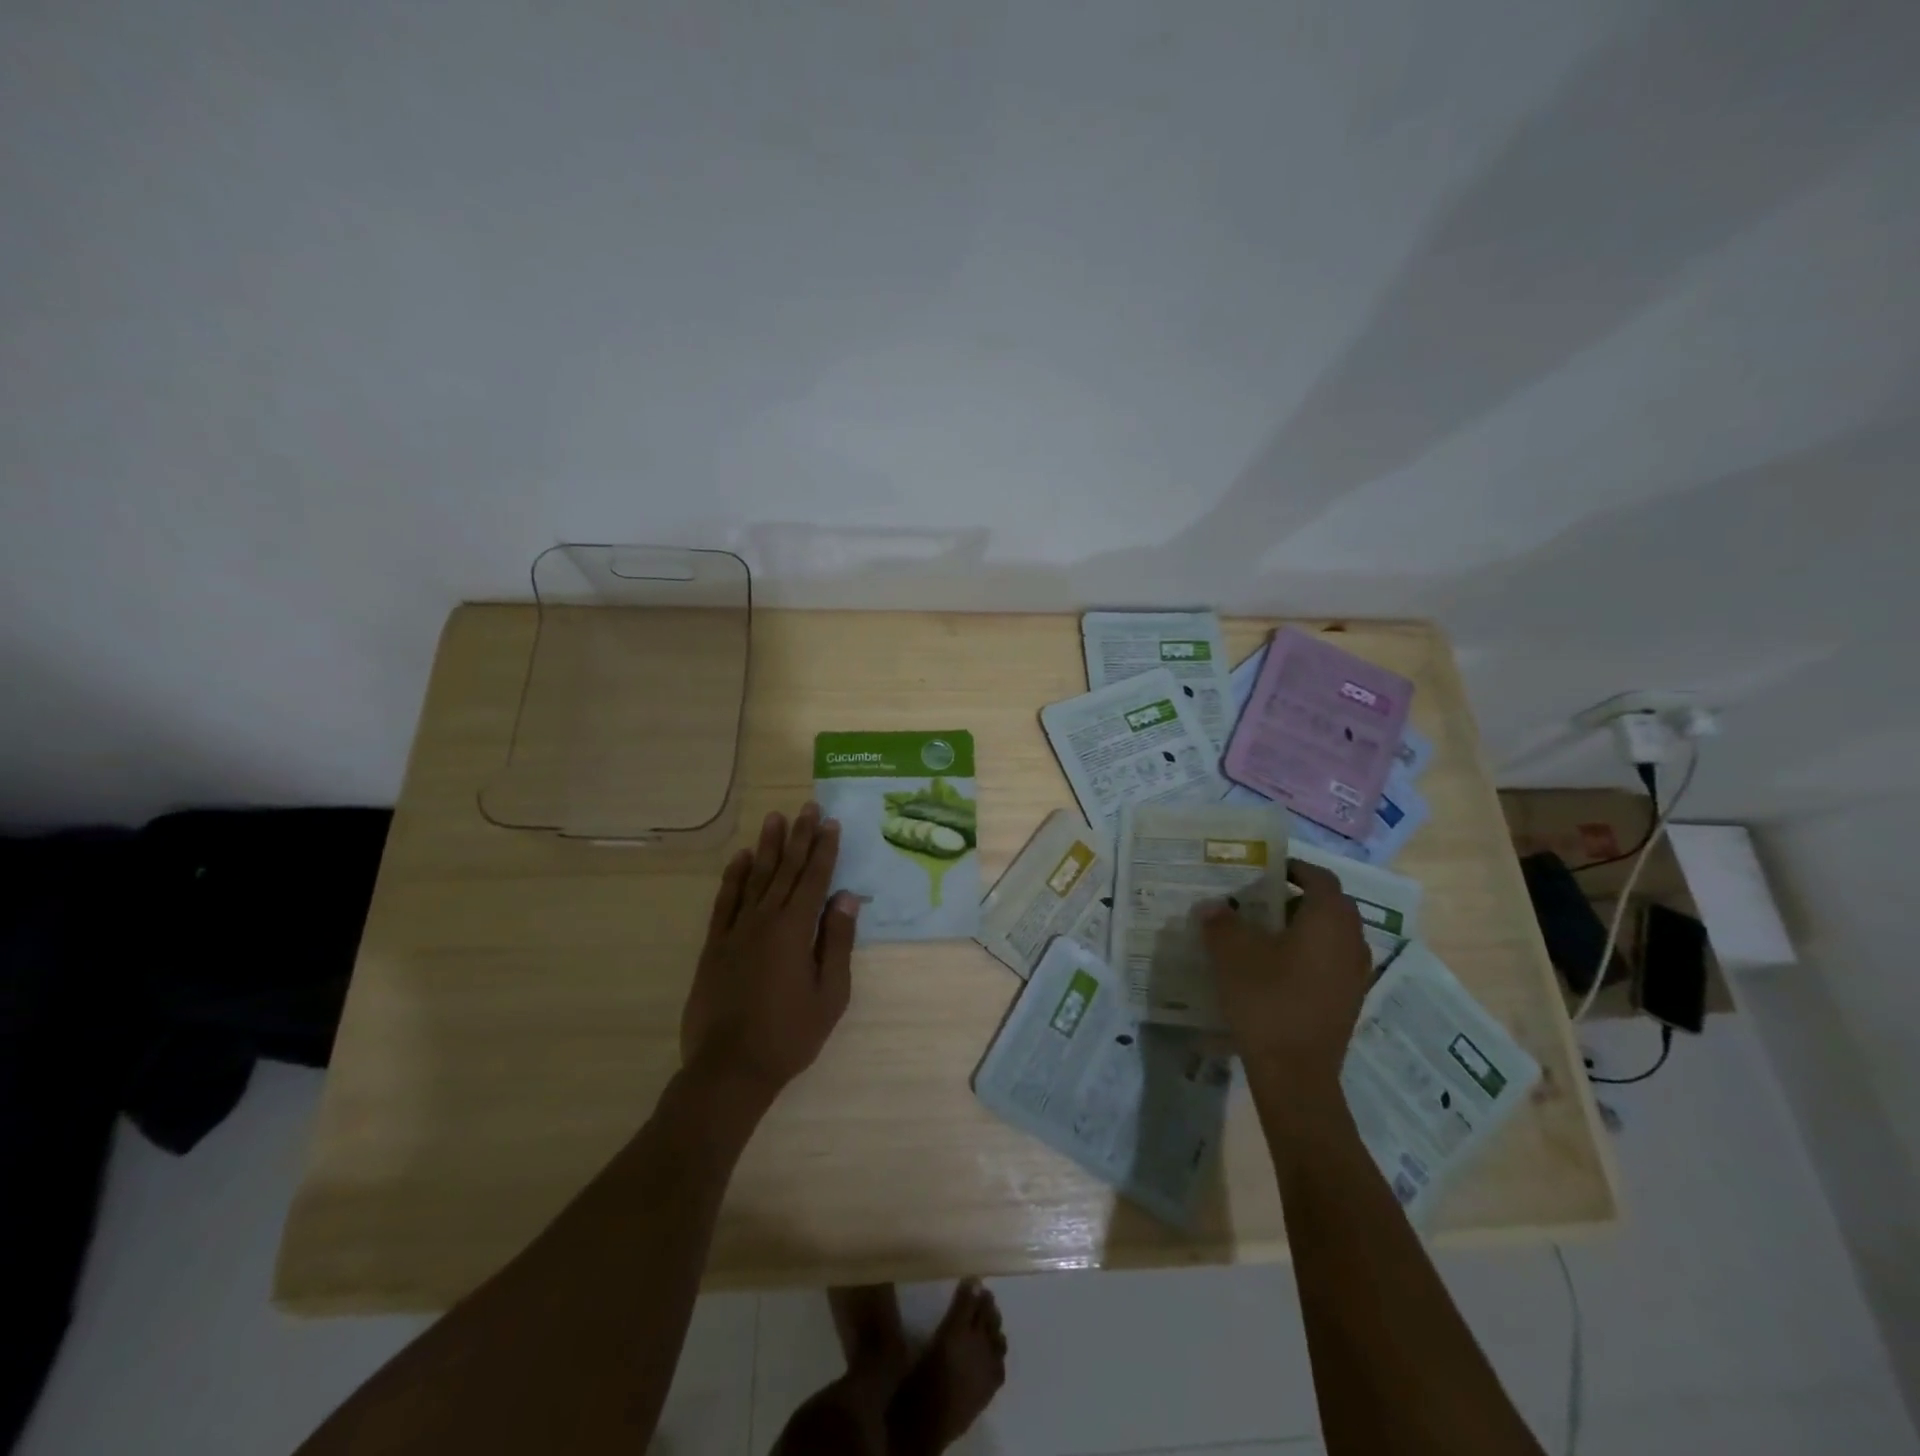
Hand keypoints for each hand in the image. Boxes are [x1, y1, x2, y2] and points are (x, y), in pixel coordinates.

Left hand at [680, 802, 858, 1103]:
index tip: (831, 822)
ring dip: (768, 846)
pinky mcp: (714, 945)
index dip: (824, 849)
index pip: (814, 879)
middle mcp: (765, 920)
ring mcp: (736, 930)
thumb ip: (837, 943)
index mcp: (796, 930)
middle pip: (787, 870)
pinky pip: (725, 901)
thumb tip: (846, 898)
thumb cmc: (789, 1035)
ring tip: (776, 818)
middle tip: (808, 807)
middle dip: (800, 837)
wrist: (729, 1068)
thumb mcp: (830, 994)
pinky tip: (742, 858)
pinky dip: (734, 877)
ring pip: (756, 878)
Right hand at [1199, 859, 1371, 1091]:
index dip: (1295, 868)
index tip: (1267, 870)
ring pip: (1333, 936)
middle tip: (1261, 900)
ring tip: (1266, 934)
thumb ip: (1221, 923)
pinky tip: (1277, 969)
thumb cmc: (1267, 1000)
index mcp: (1328, 920)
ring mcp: (1355, 975)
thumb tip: (1212, 906)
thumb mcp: (1232, 955)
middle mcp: (1351, 941)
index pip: (1320, 878)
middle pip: (1330, 906)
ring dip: (1305, 928)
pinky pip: (1332, 962)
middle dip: (1298, 898)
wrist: (1296, 1073)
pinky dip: (1310, 955)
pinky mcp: (1349, 1002)